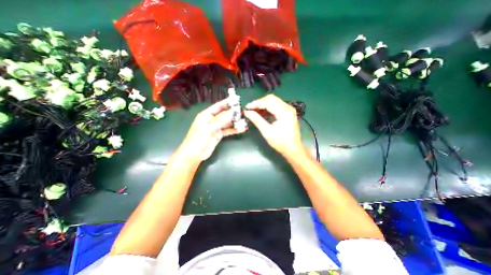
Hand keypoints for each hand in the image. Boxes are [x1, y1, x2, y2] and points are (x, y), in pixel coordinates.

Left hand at [177, 99, 245, 161]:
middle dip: (233, 113)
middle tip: (243, 112)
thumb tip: (233, 112)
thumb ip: (221, 120)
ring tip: (245, 121)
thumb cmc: (198, 139)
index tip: (236, 100)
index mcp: (206, 115)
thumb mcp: (209, 128)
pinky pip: (228, 130)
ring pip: (227, 123)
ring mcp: (216, 127)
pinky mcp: (219, 134)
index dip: (227, 103)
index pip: (218, 106)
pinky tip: (241, 129)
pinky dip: (234, 130)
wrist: (195, 154)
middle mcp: (212, 120)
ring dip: (235, 122)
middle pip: (224, 114)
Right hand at [243, 95, 305, 157]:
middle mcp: (288, 108)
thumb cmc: (281, 142)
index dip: (256, 104)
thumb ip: (257, 120)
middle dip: (259, 103)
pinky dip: (268, 109)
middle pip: (271, 99)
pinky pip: (276, 106)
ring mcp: (289, 110)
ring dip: (263, 105)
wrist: (293, 149)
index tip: (247, 108)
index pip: (268, 102)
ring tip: (254, 112)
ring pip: (273, 102)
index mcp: (284, 112)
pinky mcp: (288, 113)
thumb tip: (247, 112)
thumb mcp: (267, 132)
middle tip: (250, 109)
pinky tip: (262, 114)